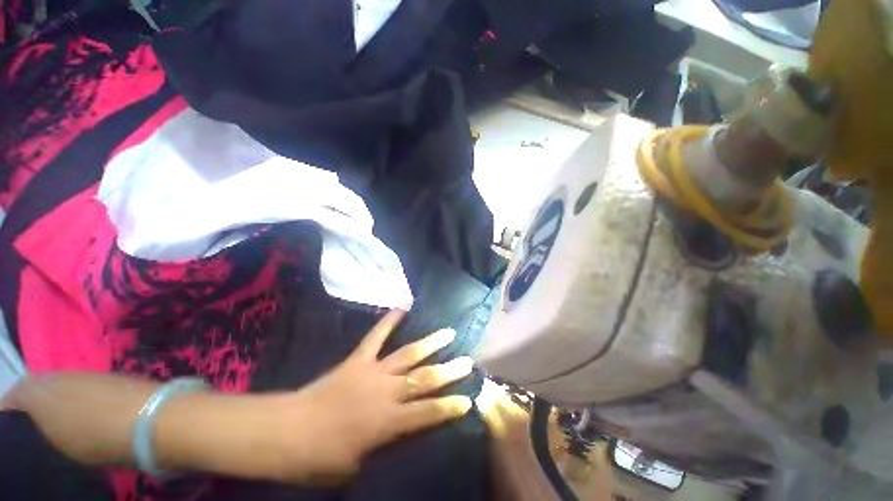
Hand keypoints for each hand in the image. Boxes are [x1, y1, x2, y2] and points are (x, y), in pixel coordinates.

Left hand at [275, 308, 474, 483]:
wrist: (288, 430)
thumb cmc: (321, 457)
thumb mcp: (357, 465)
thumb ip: (383, 445)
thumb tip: (398, 431)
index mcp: (387, 422)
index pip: (427, 414)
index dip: (449, 407)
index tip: (468, 399)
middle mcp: (386, 391)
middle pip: (424, 379)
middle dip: (448, 371)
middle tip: (467, 361)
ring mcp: (373, 370)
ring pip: (408, 354)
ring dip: (430, 343)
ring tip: (448, 332)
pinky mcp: (359, 359)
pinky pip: (376, 336)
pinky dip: (389, 321)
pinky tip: (402, 306)